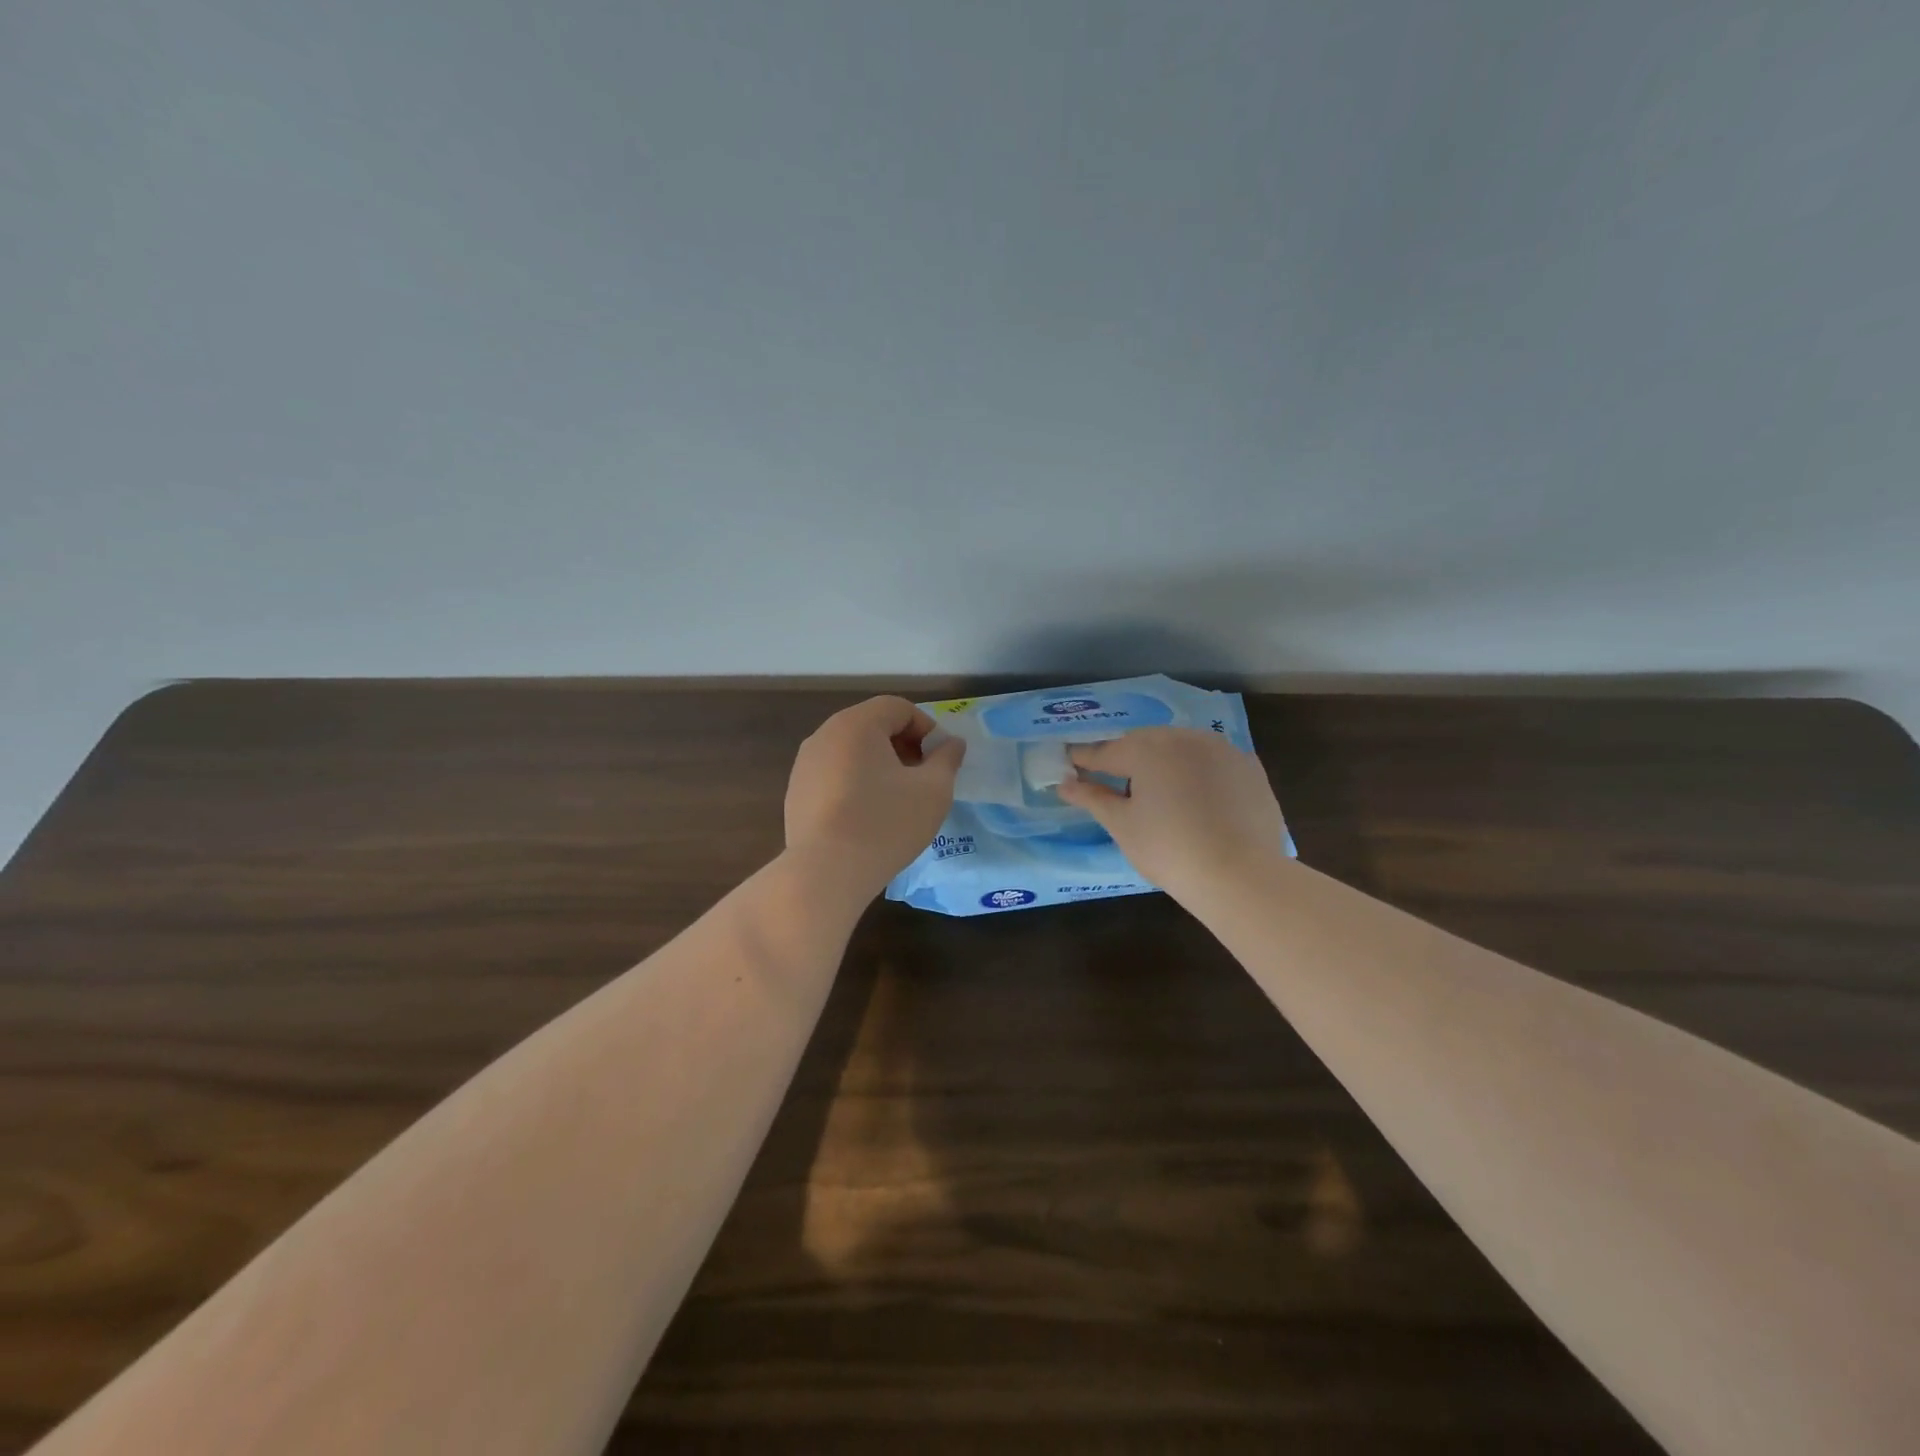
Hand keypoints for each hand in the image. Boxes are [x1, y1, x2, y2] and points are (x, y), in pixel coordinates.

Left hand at [784, 696, 965, 894]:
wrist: (826, 872)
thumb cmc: (886, 823)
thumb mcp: (934, 790)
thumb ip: (947, 759)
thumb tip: (951, 744)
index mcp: (857, 724)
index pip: (898, 707)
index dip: (926, 728)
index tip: (939, 761)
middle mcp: (825, 735)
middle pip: (872, 725)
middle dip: (903, 745)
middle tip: (922, 778)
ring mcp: (805, 764)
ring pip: (851, 751)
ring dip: (879, 765)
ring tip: (896, 799)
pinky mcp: (796, 793)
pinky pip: (833, 775)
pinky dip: (855, 783)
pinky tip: (867, 817)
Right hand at [1055, 727, 1284, 895]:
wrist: (1241, 874)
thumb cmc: (1168, 849)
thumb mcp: (1122, 825)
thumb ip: (1093, 798)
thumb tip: (1065, 784)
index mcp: (1146, 748)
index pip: (1105, 752)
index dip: (1085, 759)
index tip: (1070, 762)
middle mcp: (1183, 737)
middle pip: (1144, 743)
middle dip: (1127, 757)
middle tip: (1116, 781)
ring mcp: (1221, 749)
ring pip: (1181, 747)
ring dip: (1164, 761)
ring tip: (1159, 790)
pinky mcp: (1249, 766)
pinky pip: (1212, 761)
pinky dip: (1198, 771)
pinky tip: (1198, 797)